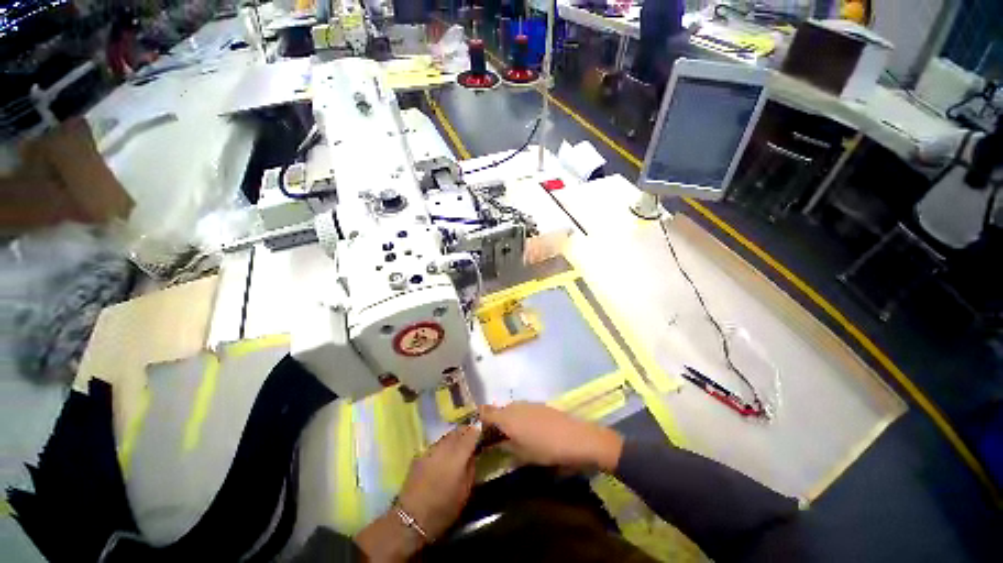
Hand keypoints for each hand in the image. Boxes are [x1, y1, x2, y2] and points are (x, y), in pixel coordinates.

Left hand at [355, 425, 479, 561]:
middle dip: (467, 431)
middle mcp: (444, 446)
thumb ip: (471, 467)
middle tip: (473, 436)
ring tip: (460, 444)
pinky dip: (444, 445)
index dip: (478, 429)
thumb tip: (473, 453)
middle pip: (459, 430)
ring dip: (456, 437)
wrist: (410, 518)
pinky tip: (445, 455)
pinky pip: (437, 443)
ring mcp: (431, 448)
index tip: (483, 429)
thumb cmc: (443, 509)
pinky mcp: (421, 454)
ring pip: (447, 435)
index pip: (471, 433)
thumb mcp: (465, 491)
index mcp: (458, 455)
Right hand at [479, 402, 623, 471]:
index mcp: (507, 417)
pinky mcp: (539, 404)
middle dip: (493, 422)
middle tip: (493, 439)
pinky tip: (527, 431)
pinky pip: (522, 409)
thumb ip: (505, 446)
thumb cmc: (546, 449)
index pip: (485, 412)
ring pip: (510, 409)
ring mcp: (528, 403)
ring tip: (511, 437)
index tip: (476, 433)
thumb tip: (495, 442)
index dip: (478, 420)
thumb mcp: (522, 454)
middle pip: (497, 410)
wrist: (577, 438)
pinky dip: (519, 418)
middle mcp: (515, 406)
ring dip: (507, 420)